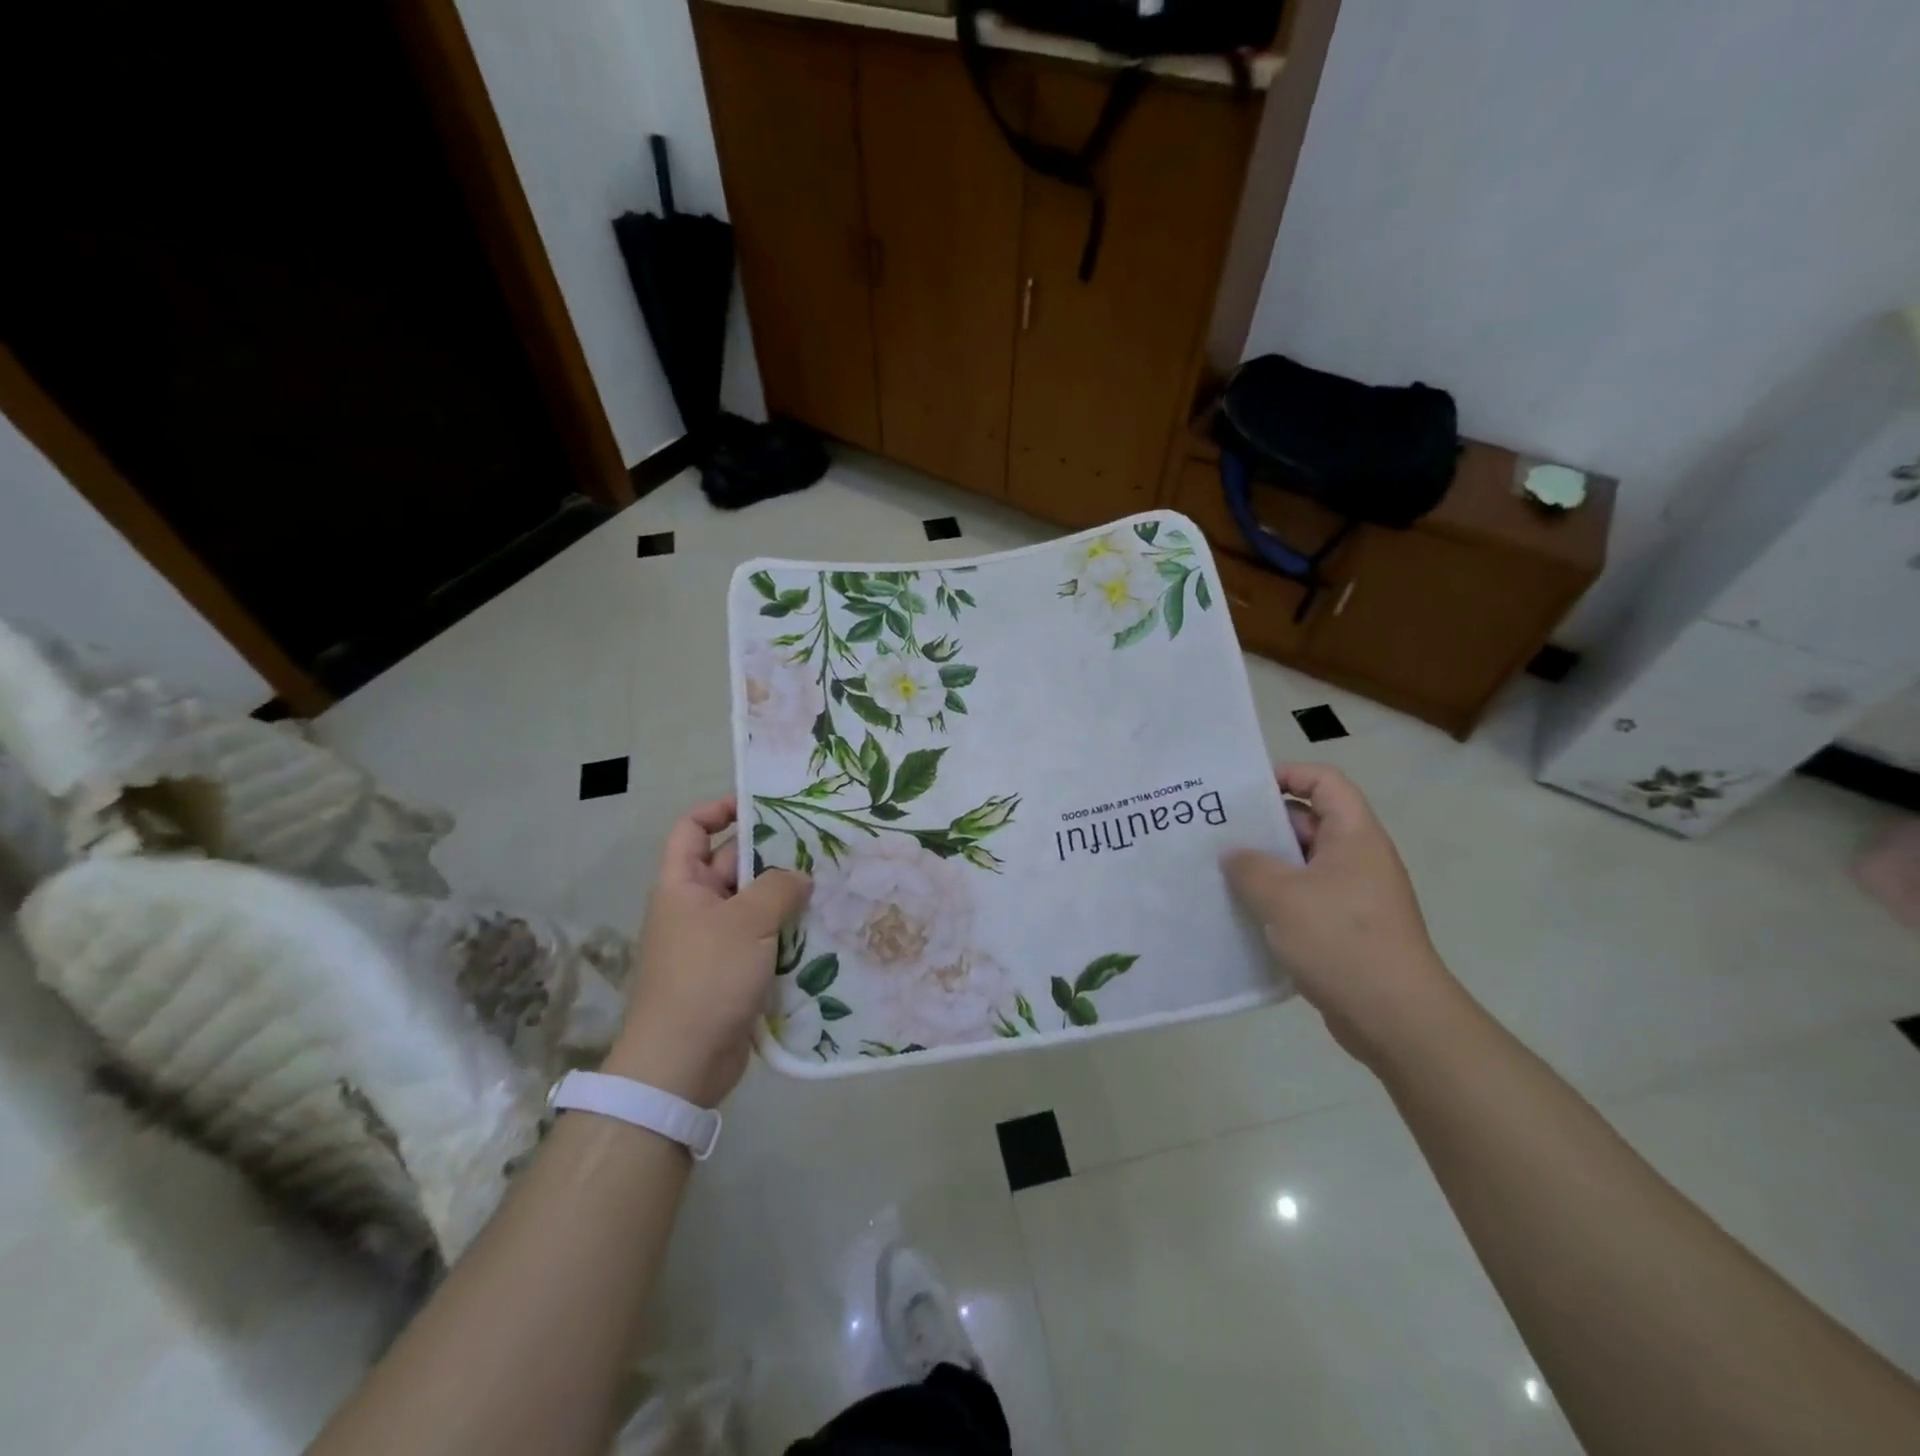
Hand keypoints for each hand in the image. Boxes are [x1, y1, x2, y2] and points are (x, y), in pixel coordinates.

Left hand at [604, 798, 810, 1107]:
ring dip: (787, 897)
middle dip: (773, 855)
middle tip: (821, 845)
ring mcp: (715, 942)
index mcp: (682, 885)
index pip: (692, 829)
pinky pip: (763, 940)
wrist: (682, 1063)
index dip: (720, 810)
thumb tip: (798, 876)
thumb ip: (778, 888)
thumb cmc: (706, 978)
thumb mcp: (746, 922)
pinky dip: (788, 933)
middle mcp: (695, 908)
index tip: (762, 805)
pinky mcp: (733, 973)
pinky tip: (825, 929)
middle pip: (733, 865)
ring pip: (754, 905)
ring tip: (832, 883)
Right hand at [1223, 764, 1459, 1069]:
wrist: (1395, 1018)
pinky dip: (1276, 900)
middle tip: (1217, 832)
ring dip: (1265, 866)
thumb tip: (1233, 854)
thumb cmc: (1341, 940)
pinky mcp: (1346, 929)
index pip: (1325, 782)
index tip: (1244, 792)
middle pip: (1309, 822)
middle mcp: (1358, 858)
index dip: (1288, 774)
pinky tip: (1242, 912)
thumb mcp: (1282, 896)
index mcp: (1354, 836)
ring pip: (1302, 865)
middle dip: (1264, 825)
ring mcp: (1354, 895)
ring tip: (1220, 872)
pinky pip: (1305, 899)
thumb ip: (1249, 866)